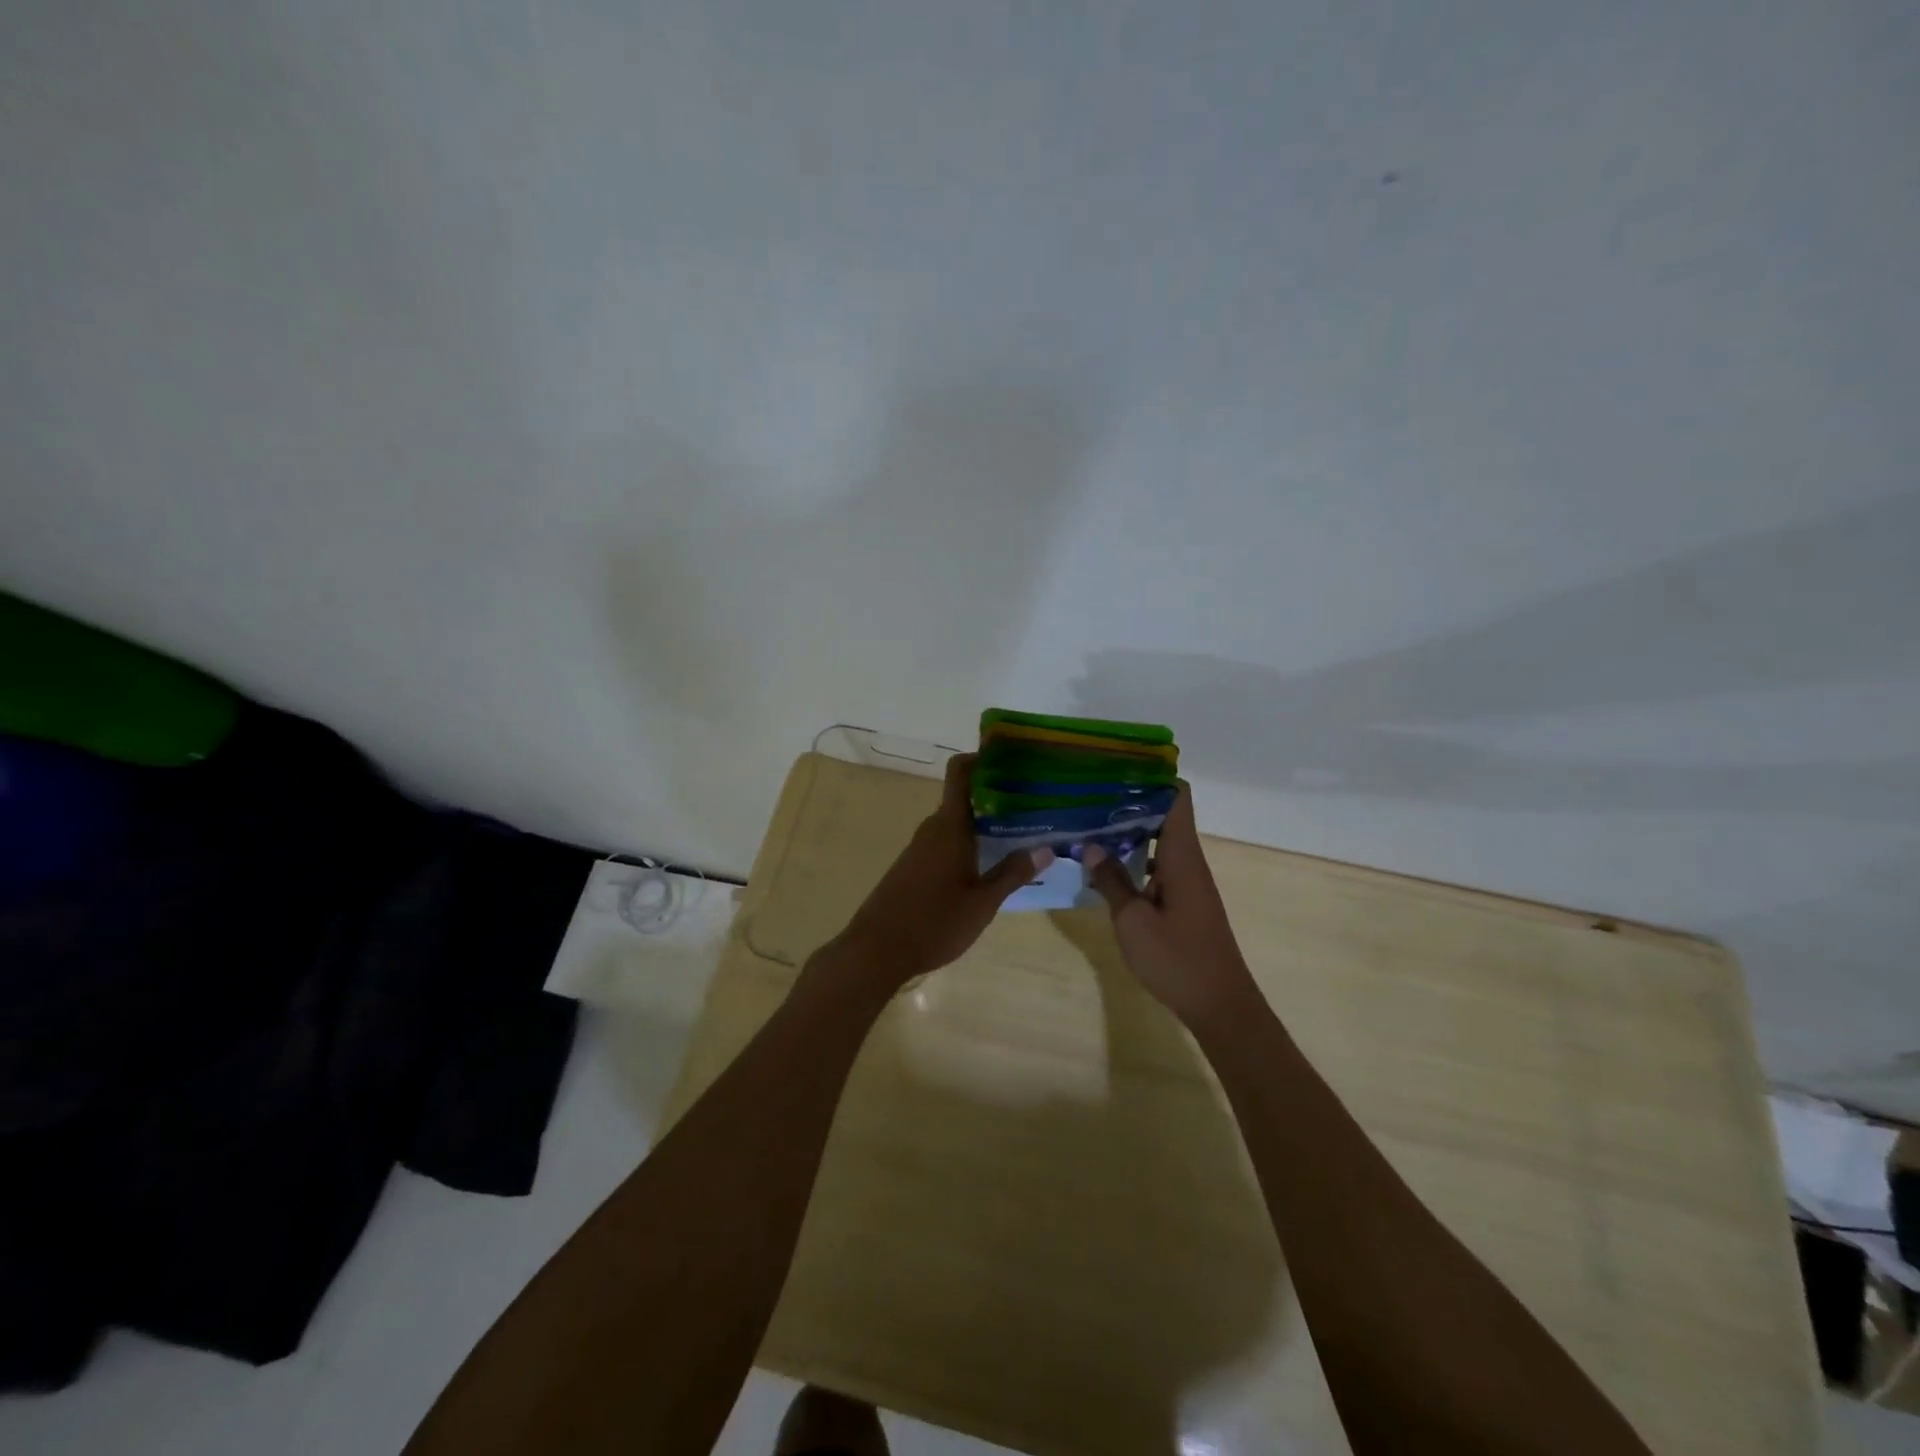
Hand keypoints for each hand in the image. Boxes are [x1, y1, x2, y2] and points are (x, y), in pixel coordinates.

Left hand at [828, 753, 1052, 991]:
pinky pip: (946, 842)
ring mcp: (919, 848)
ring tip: (1020, 832)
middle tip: (1033, 803)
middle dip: (997, 796)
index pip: (961, 772)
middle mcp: (933, 829)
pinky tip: (989, 863)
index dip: (982, 757)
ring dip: (984, 823)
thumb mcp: (982, 903)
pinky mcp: (913, 867)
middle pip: (964, 797)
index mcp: (949, 826)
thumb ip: (1013, 874)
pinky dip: (969, 842)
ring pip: (956, 823)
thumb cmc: (933, 923)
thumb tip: (1045, 848)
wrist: (875, 951)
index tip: (1012, 758)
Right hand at [1082, 784, 1260, 1028]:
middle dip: (1129, 802)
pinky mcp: (1184, 900)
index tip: (1116, 769)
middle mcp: (1188, 861)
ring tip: (1090, 824)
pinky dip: (1135, 858)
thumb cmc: (1177, 959)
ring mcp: (1188, 881)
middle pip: (1164, 814)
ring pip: (1159, 840)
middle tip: (1089, 796)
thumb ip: (1111, 880)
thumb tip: (1091, 845)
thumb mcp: (1132, 921)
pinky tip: (1106, 866)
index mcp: (1181, 856)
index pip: (1176, 797)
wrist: (1220, 1005)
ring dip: (1129, 831)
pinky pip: (1158, 864)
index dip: (1150, 777)